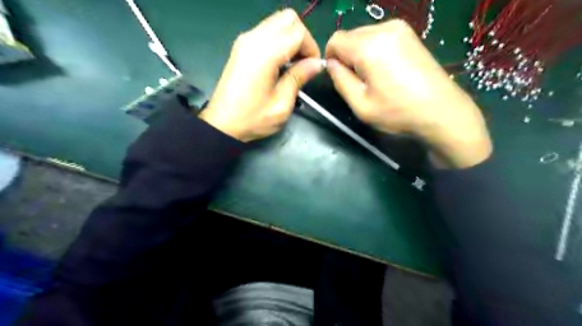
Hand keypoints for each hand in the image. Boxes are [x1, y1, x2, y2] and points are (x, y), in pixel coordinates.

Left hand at [202, 9, 324, 140]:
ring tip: (292, 64)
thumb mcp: (281, 104)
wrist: (222, 124)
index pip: (298, 32)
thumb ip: (299, 78)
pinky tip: (280, 62)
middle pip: (288, 18)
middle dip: (302, 37)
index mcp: (265, 54)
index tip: (313, 68)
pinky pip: (267, 30)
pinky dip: (279, 40)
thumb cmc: (252, 118)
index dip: (311, 48)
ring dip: (291, 38)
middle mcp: (253, 39)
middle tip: (304, 62)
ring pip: (277, 21)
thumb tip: (317, 63)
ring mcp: (245, 40)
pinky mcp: (241, 45)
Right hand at [326, 19, 492, 167]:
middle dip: (347, 56)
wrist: (441, 110)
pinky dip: (375, 50)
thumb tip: (331, 64)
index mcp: (368, 46)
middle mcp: (383, 29)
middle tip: (359, 81)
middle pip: (350, 36)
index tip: (340, 77)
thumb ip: (340, 80)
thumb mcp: (360, 104)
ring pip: (364, 36)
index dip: (331, 58)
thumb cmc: (397, 111)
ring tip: (375, 77)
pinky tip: (386, 70)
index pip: (335, 39)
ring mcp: (400, 28)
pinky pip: (380, 36)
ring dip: (361, 54)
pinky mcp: (410, 34)